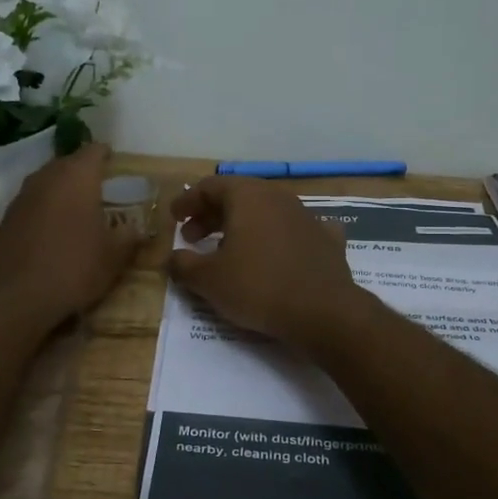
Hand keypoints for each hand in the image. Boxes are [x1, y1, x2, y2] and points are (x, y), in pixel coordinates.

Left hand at [0, 144, 140, 335]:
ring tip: (78, 205)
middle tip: (100, 184)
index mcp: (76, 177)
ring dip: (62, 189)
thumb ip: (129, 236)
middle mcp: (46, 178)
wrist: (16, 297)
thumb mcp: (114, 256)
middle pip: (67, 163)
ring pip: (47, 182)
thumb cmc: (74, 267)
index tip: (115, 160)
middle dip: (83, 171)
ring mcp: (22, 197)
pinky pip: (33, 203)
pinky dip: (46, 208)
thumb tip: (137, 229)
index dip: (106, 154)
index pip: (93, 151)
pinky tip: (55, 228)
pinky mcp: (7, 219)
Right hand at [167, 177, 367, 348]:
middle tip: (193, 237)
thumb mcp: (208, 280)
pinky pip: (296, 230)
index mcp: (247, 197)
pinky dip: (280, 237)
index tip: (174, 217)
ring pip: (267, 212)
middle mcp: (278, 197)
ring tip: (228, 249)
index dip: (187, 201)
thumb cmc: (258, 287)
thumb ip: (183, 265)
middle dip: (211, 215)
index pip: (209, 187)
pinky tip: (278, 251)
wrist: (323, 312)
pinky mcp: (327, 240)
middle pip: (238, 197)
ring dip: (243, 226)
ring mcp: (307, 216)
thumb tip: (171, 259)